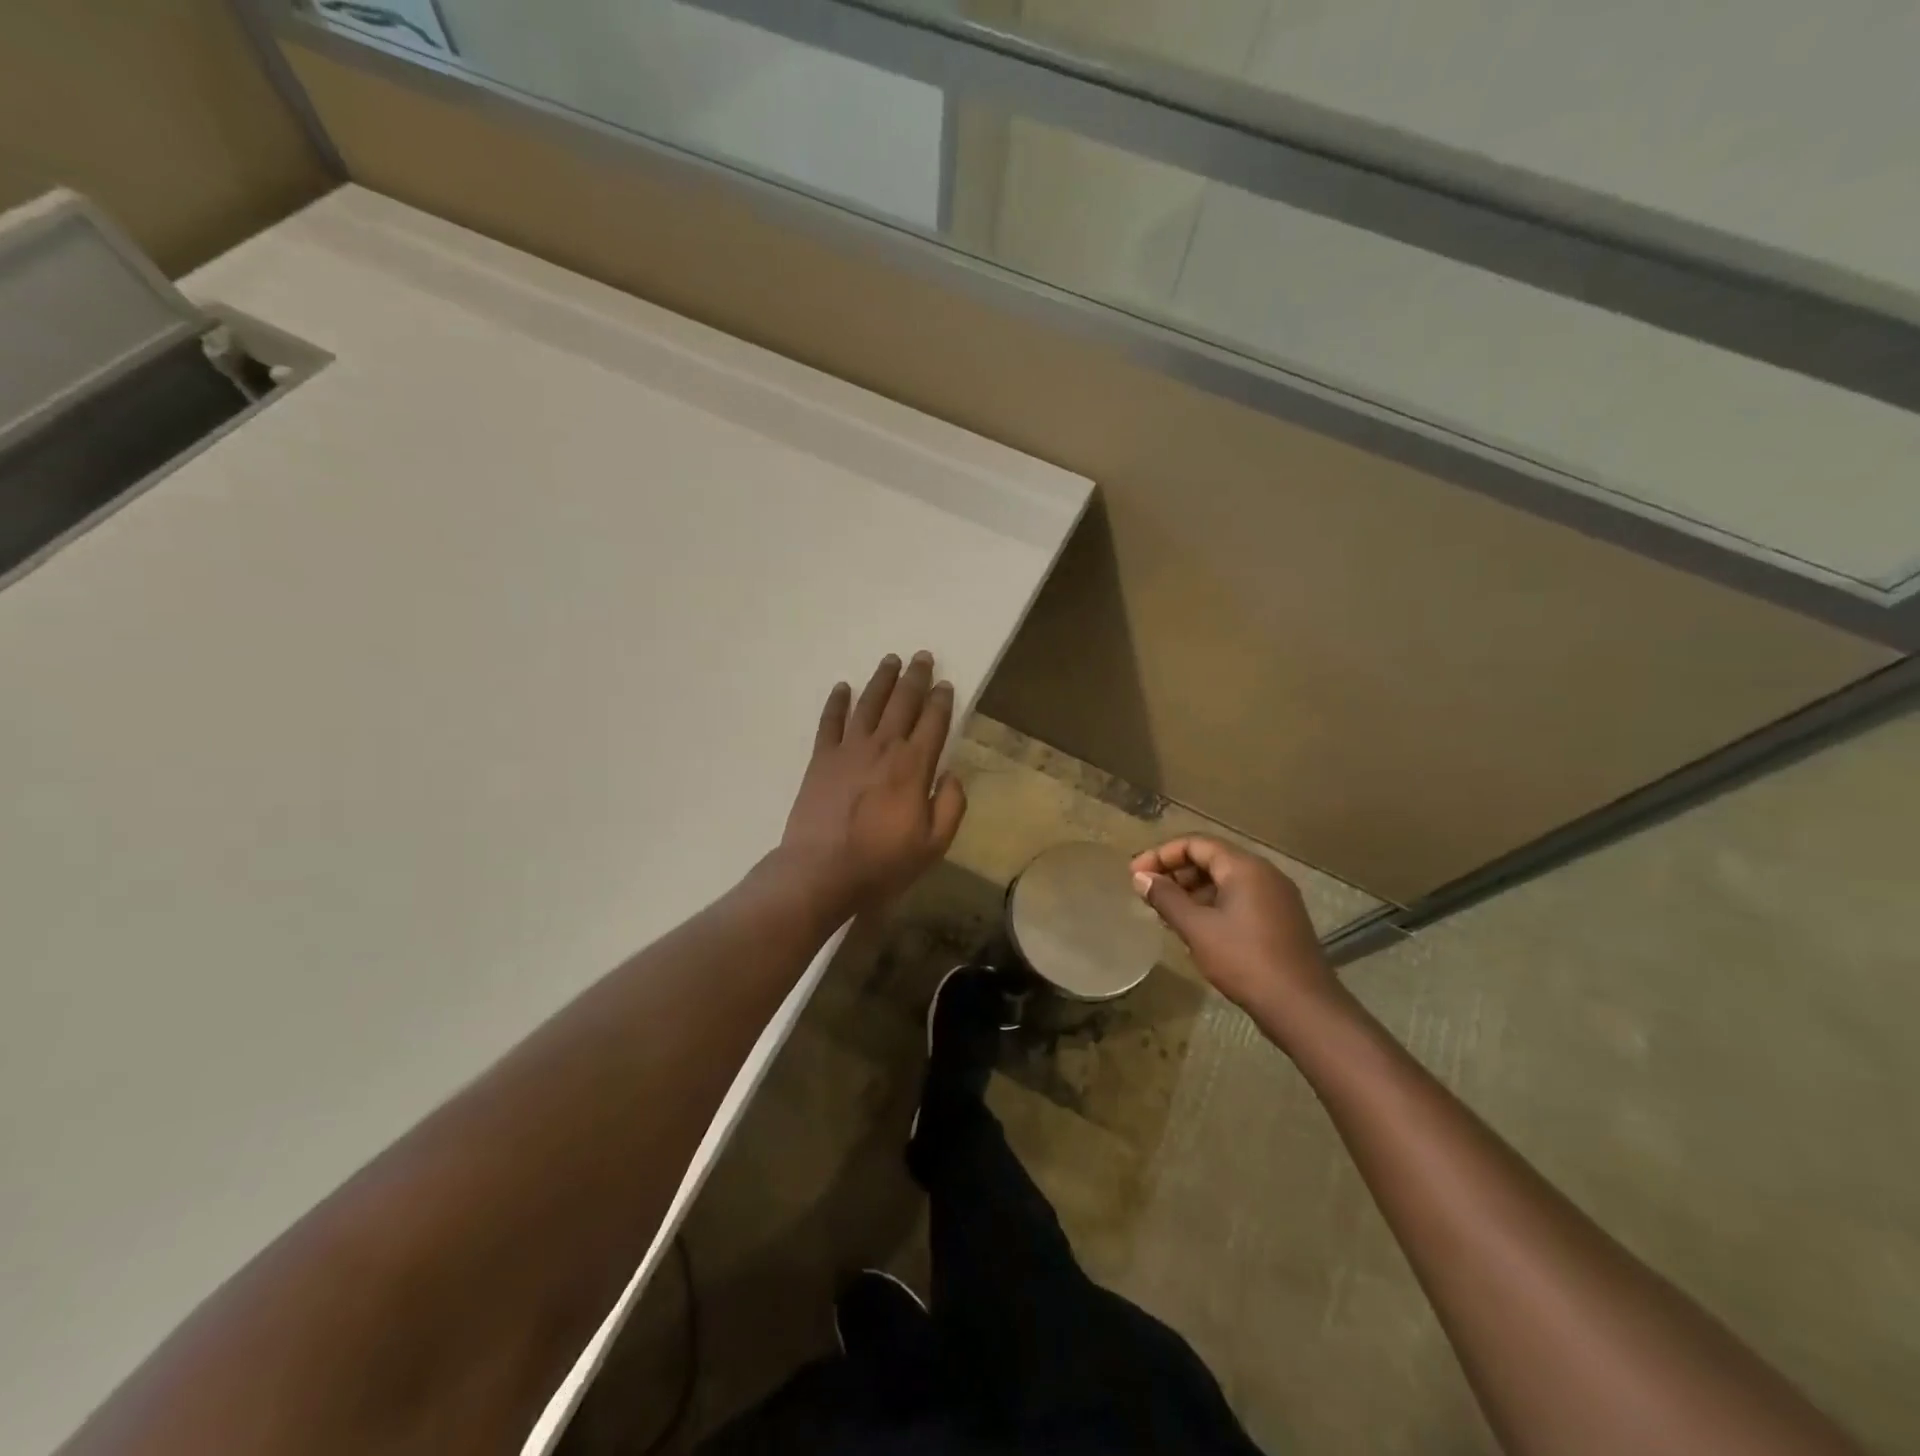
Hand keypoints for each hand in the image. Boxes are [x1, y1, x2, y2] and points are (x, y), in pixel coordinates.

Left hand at [778, 651, 967, 916]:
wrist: (821, 872)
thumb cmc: (882, 862)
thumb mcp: (933, 845)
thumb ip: (951, 806)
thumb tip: (952, 774)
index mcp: (914, 766)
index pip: (933, 722)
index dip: (942, 701)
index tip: (946, 684)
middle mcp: (883, 747)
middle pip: (903, 702)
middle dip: (915, 677)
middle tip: (922, 656)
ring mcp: (849, 750)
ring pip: (868, 703)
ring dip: (881, 680)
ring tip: (890, 660)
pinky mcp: (821, 759)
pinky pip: (830, 721)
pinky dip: (837, 702)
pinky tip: (842, 687)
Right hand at [1130, 836, 1339, 1036]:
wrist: (1303, 1008)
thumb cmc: (1245, 961)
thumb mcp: (1197, 929)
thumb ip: (1166, 898)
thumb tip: (1141, 877)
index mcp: (1244, 867)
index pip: (1196, 844)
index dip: (1161, 855)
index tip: (1135, 874)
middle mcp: (1263, 874)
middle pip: (1211, 859)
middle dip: (1176, 872)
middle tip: (1148, 893)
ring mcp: (1276, 897)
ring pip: (1225, 881)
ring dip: (1192, 891)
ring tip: (1165, 912)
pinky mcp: (1281, 920)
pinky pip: (1239, 899)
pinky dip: (1212, 905)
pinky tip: (1195, 928)